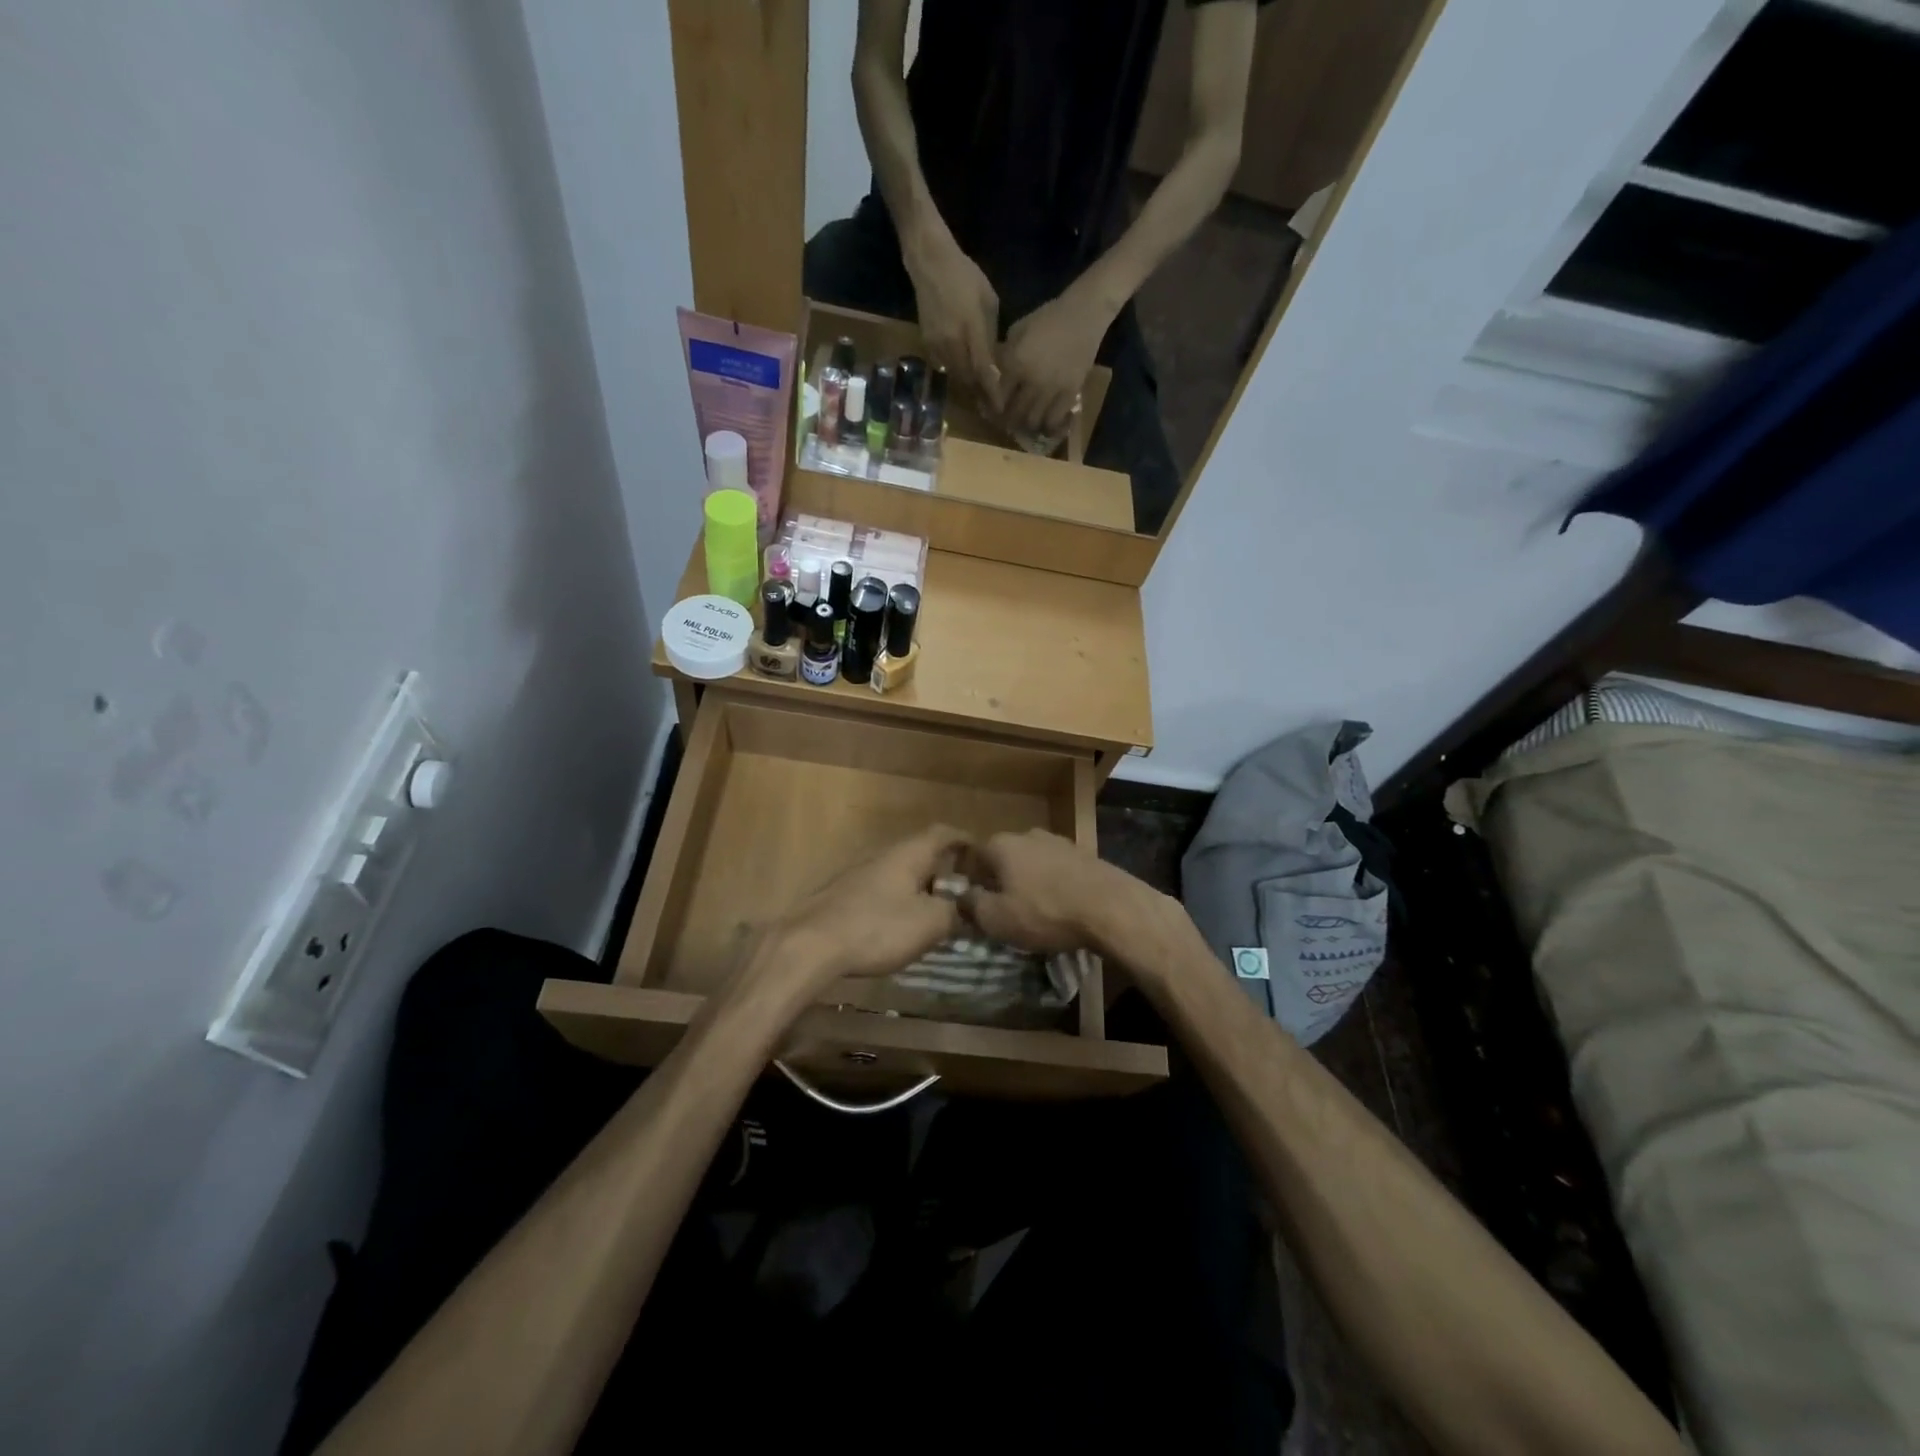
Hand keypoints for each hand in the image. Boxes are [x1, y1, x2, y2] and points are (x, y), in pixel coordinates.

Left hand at [769, 824, 968, 988]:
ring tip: (935, 913)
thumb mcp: (930, 923)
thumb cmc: (878, 927)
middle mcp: (884, 854)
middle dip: (944, 870)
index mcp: (909, 853)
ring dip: (920, 888)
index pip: (945, 834)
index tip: (983, 858)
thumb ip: (953, 912)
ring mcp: (859, 873)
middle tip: (964, 894)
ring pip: (900, 873)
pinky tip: (900, 926)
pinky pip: (881, 891)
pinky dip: (898, 901)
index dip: (966, 842)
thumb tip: (963, 909)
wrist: (811, 944)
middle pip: (921, 853)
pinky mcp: (842, 895)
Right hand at [905, 239, 1002, 411]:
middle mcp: (953, 344)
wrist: (930, 263)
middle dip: (980, 393)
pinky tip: (965, 373)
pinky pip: (945, 366)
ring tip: (980, 394)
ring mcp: (938, 346)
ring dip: (968, 385)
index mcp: (971, 331)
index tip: (1000, 408)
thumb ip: (990, 334)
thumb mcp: (989, 302)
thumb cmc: (965, 277)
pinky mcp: (927, 345)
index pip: (984, 371)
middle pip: (968, 380)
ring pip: (956, 376)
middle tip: (992, 404)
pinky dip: (956, 373)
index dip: (992, 392)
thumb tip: (994, 360)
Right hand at [962, 829, 1154, 956]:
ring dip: (1028, 882)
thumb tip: (960, 896)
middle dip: (1000, 882)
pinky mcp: (1083, 854)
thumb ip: (971, 906)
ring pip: (1031, 863)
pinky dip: (1053, 884)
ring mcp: (1058, 841)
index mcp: (1001, 845)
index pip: (973, 858)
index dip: (970, 882)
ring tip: (1035, 911)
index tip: (975, 906)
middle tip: (1004, 911)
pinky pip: (1056, 870)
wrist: (1110, 907)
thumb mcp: (997, 919)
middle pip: (1003, 858)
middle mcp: (1027, 834)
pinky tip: (1060, 906)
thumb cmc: (1045, 912)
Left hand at [997, 290, 1109, 439]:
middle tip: (1009, 420)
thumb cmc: (1048, 318)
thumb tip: (996, 375)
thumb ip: (1006, 355)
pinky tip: (1045, 424)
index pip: (997, 397)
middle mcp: (1032, 380)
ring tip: (1026, 423)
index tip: (993, 410)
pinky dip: (1047, 426)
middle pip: (1014, 414)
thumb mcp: (1018, 330)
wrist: (1083, 314)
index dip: (993, 407)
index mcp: (1015, 363)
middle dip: (1009, 420)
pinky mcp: (1070, 393)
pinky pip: (1055, 420)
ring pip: (1033, 421)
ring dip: (1027, 425)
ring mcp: (1052, 389)